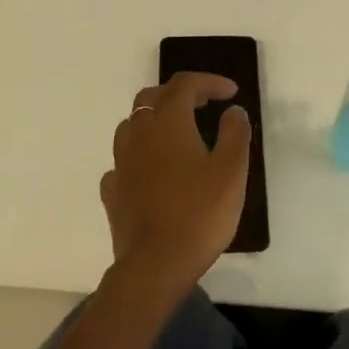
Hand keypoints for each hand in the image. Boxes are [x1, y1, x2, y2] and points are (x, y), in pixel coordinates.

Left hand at [100, 73, 251, 299]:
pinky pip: (124, 159)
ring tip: (178, 133)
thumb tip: (232, 110)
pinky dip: (141, 154)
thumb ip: (235, 133)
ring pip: (133, 124)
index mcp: (168, 122)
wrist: (154, 267)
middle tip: (204, 104)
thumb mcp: (231, 171)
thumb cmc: (199, 214)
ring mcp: (121, 162)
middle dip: (179, 93)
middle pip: (153, 97)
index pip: (185, 84)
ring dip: (156, 119)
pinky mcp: (113, 191)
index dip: (209, 81)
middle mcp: (139, 133)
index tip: (231, 92)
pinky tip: (153, 169)